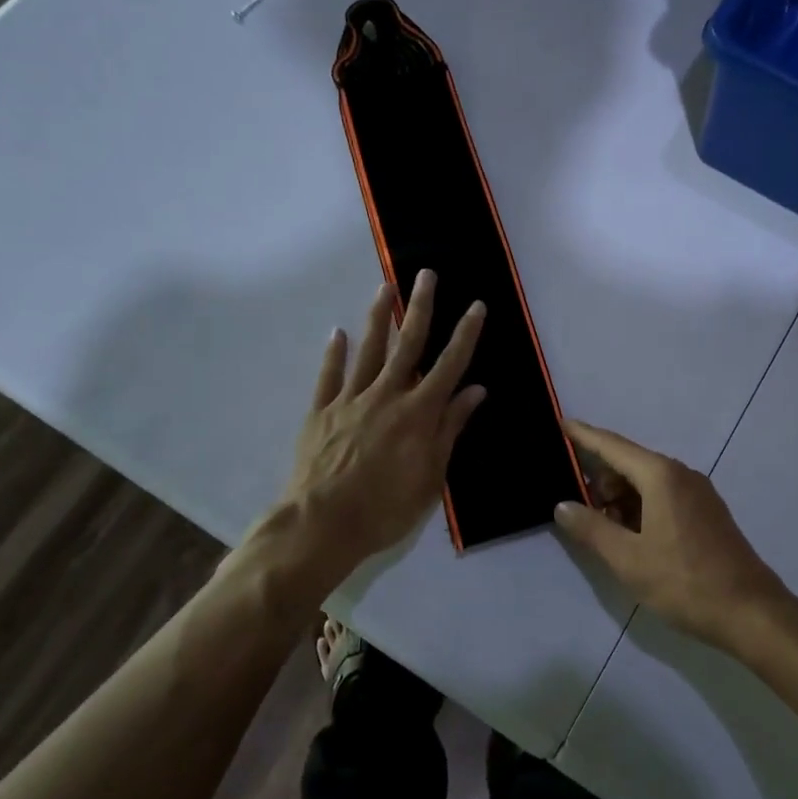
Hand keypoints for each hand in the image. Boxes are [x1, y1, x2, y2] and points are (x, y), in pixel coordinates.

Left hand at [281, 271, 486, 575]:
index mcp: (418, 412)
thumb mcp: (431, 475)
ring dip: (378, 317)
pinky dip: (334, 353)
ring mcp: (350, 400)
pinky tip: (336, 333)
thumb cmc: (386, 507)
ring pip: (368, 350)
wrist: (322, 524)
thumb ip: (450, 428)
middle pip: (407, 343)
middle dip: (421, 307)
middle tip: (426, 274)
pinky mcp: (321, 412)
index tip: (476, 305)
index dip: (465, 333)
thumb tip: (475, 390)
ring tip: (385, 286)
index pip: (449, 364)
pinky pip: (328, 376)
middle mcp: (386, 395)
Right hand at [554, 419, 790, 654]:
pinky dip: (641, 507)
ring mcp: (698, 493)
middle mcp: (681, 474)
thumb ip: (591, 529)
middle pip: (630, 463)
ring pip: (647, 482)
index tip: (561, 423)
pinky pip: (664, 496)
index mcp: (661, 476)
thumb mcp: (628, 559)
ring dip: (620, 498)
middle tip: (576, 507)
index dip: (584, 435)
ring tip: (602, 528)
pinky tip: (630, 535)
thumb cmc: (684, 581)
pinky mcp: (706, 512)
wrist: (750, 612)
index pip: (613, 446)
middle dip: (600, 479)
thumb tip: (563, 505)